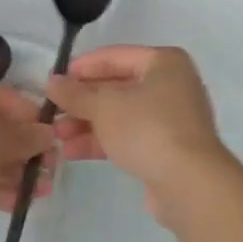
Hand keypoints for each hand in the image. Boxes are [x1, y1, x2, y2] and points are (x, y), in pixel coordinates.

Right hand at [47, 45, 237, 223]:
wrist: (190, 184)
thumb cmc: (148, 128)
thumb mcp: (104, 106)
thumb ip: (76, 94)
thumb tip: (52, 82)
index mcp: (164, 62)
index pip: (115, 56)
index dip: (83, 67)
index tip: (55, 81)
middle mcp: (171, 85)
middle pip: (117, 87)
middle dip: (83, 102)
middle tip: (52, 113)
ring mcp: (172, 119)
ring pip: (121, 115)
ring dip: (88, 124)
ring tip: (57, 137)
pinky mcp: (168, 149)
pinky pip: (130, 137)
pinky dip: (104, 141)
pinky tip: (73, 152)